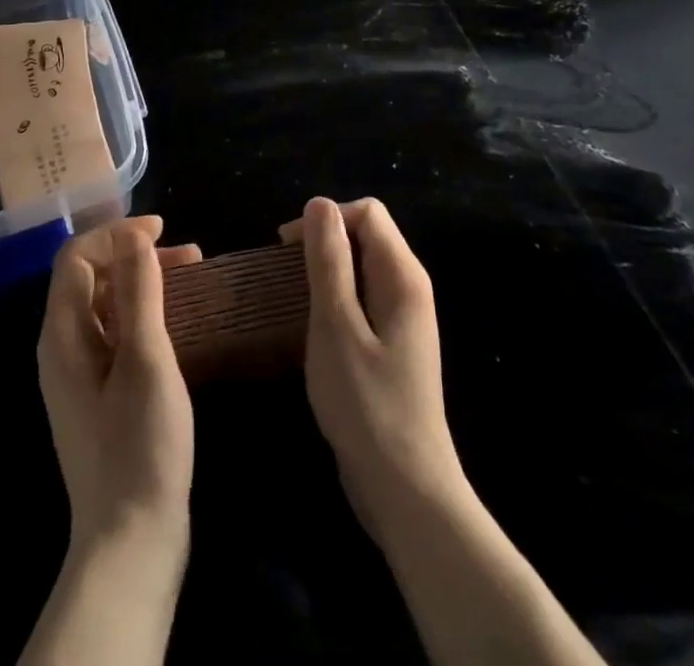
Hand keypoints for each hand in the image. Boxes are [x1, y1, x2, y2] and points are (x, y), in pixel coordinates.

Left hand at [37, 215, 199, 552]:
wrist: (132, 542)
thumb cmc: (140, 445)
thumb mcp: (145, 358)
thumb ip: (138, 291)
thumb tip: (134, 235)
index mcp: (63, 334)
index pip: (77, 257)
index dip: (117, 234)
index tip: (163, 230)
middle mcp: (62, 348)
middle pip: (90, 278)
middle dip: (135, 255)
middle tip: (188, 256)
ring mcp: (78, 375)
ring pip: (105, 305)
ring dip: (143, 282)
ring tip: (190, 278)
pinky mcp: (98, 396)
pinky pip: (114, 334)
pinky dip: (143, 314)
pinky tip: (176, 321)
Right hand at [281, 197, 465, 538]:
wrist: (405, 490)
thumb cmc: (366, 405)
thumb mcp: (336, 326)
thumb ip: (329, 261)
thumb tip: (318, 204)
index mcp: (402, 276)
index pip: (367, 212)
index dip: (326, 219)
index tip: (286, 249)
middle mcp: (408, 288)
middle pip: (366, 234)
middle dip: (323, 242)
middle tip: (284, 275)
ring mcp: (402, 318)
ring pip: (360, 267)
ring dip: (325, 271)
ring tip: (291, 296)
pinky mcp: (391, 344)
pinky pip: (361, 298)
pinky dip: (334, 298)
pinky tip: (311, 325)